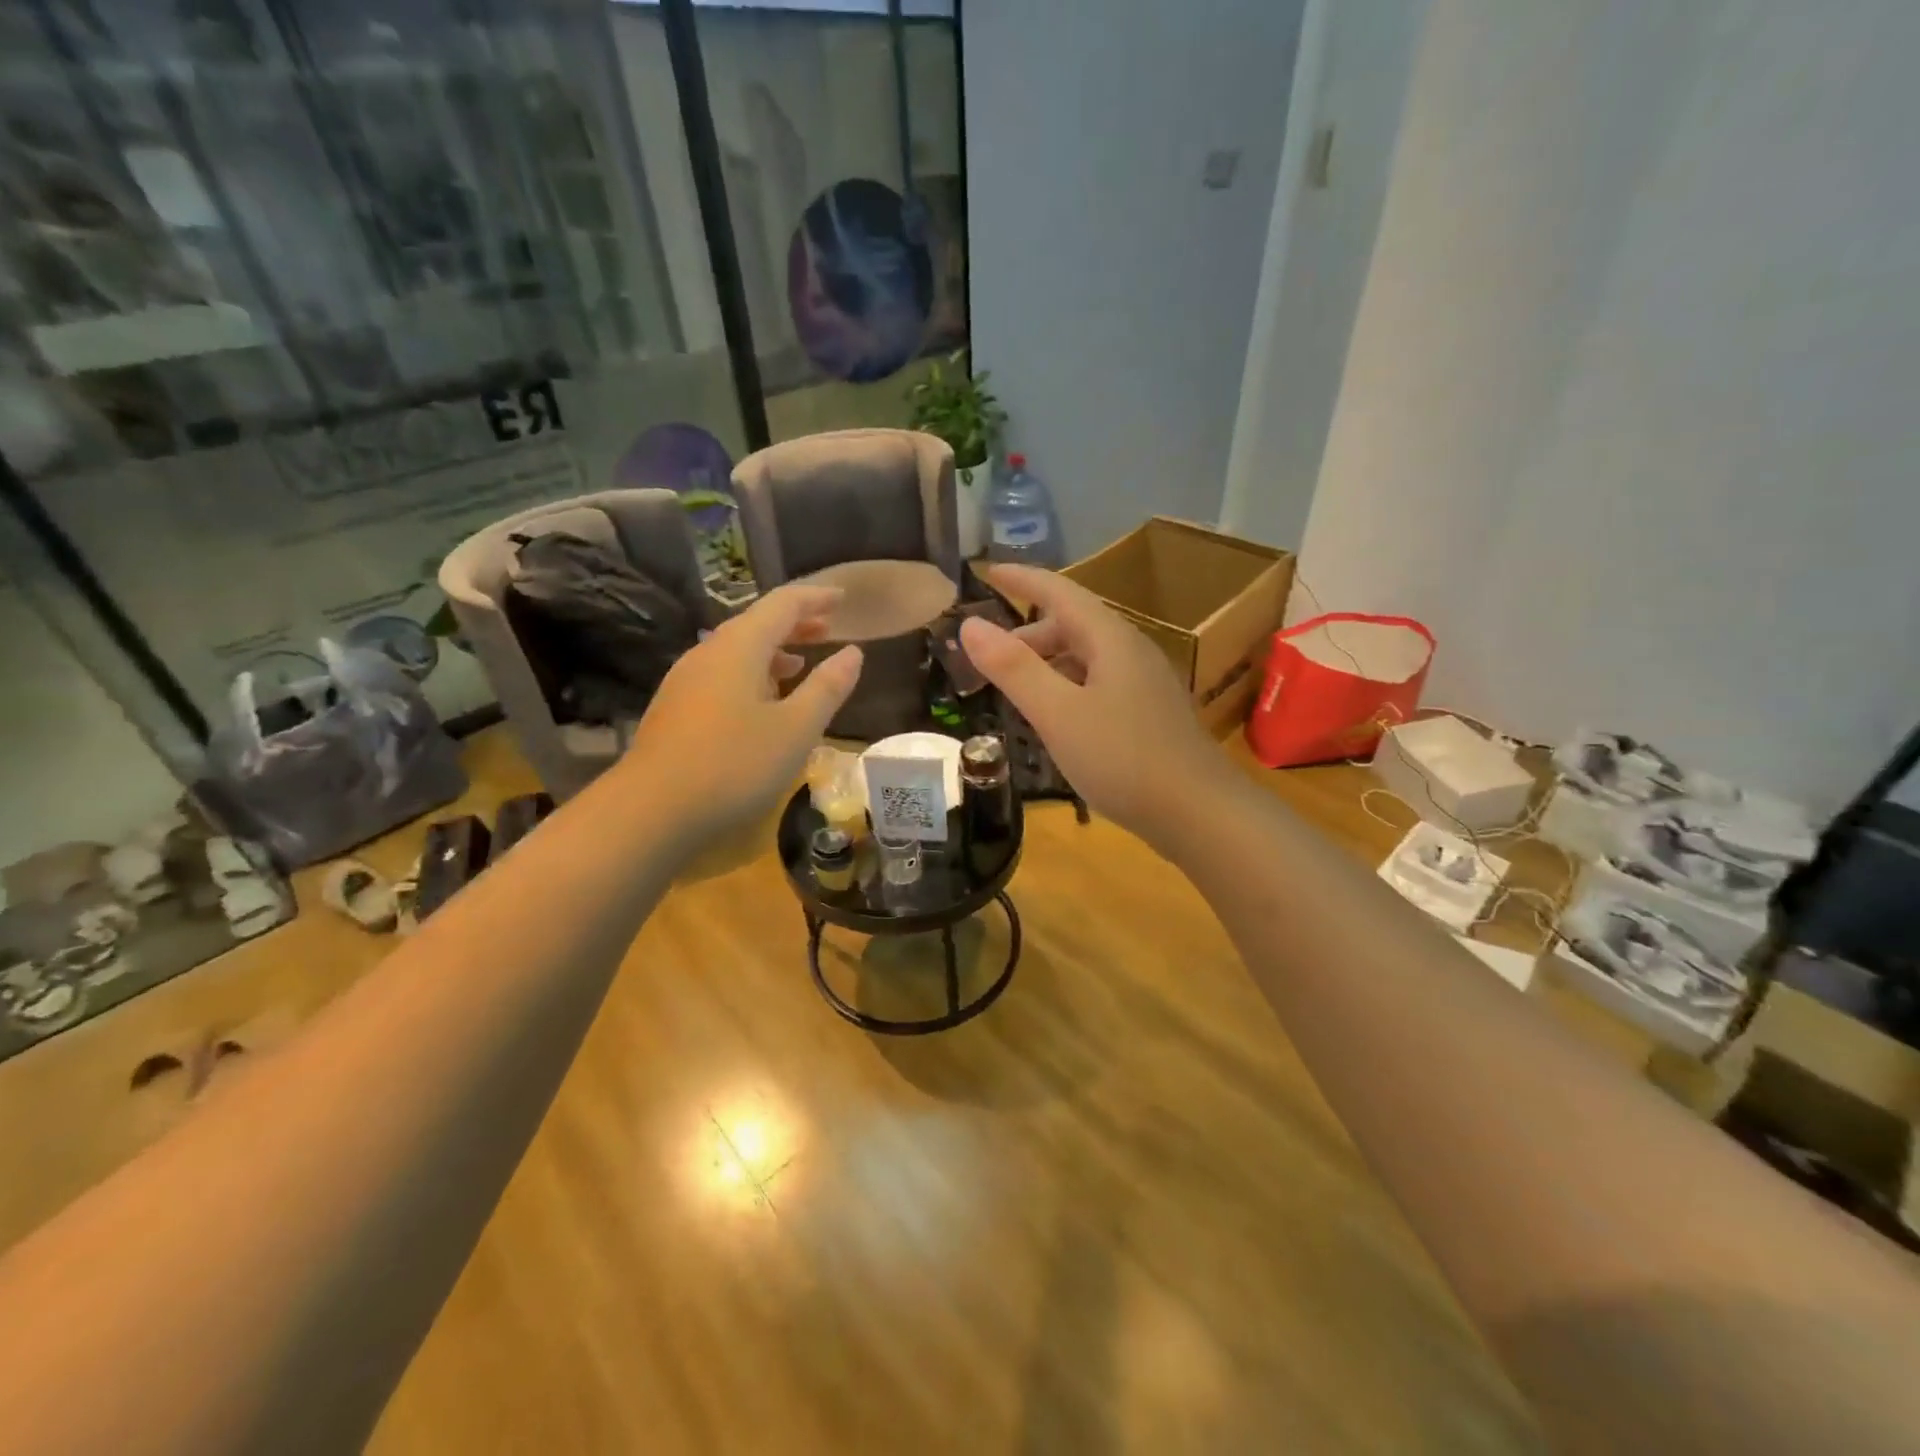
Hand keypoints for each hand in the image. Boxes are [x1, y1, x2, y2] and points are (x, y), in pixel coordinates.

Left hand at [624, 584, 862, 847]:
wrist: (651, 810)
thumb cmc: (734, 765)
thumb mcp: (796, 729)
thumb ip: (827, 687)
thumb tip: (853, 652)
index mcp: (740, 647)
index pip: (783, 604)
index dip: (815, 597)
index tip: (843, 598)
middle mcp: (709, 653)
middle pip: (756, 624)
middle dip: (795, 623)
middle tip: (828, 627)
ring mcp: (686, 681)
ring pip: (737, 651)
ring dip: (773, 651)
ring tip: (801, 664)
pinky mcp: (676, 709)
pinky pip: (722, 675)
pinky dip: (752, 675)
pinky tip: (762, 703)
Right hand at [959, 565, 1231, 842]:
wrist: (1199, 813)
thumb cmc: (1123, 758)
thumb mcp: (1057, 713)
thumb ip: (1013, 668)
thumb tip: (970, 624)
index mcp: (1110, 639)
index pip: (1059, 591)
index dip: (1022, 579)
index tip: (987, 571)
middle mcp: (1131, 651)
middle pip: (1073, 624)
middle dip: (1029, 633)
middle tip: (990, 658)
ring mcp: (1145, 683)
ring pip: (1087, 657)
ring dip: (1048, 663)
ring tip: (1017, 689)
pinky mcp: (1149, 714)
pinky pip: (1099, 683)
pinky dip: (1068, 687)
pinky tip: (1056, 718)